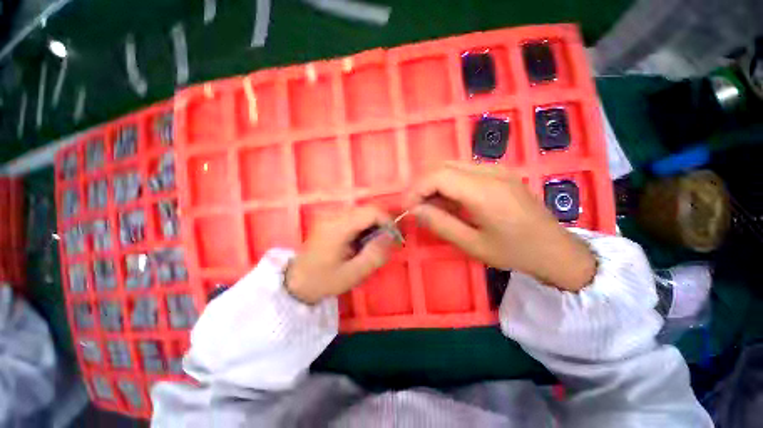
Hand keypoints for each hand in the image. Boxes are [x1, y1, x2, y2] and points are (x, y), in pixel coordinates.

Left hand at [285, 207, 396, 304]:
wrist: (296, 281)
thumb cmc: (324, 280)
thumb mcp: (353, 273)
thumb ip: (375, 254)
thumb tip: (390, 236)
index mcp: (339, 227)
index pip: (371, 211)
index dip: (387, 221)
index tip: (393, 238)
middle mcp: (334, 215)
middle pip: (367, 210)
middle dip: (381, 225)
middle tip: (384, 244)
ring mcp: (331, 216)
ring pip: (362, 213)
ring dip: (373, 226)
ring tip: (372, 246)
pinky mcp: (330, 220)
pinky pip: (354, 218)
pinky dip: (363, 227)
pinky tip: (360, 243)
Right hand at [407, 162, 595, 290]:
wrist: (555, 249)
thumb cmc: (514, 252)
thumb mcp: (472, 244)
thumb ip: (440, 223)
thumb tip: (414, 209)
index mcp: (485, 191)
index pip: (438, 175)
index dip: (416, 189)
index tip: (407, 208)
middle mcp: (490, 172)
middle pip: (442, 165)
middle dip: (422, 185)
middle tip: (417, 207)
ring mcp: (496, 169)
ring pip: (451, 165)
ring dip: (434, 183)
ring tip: (431, 207)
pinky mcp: (498, 172)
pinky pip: (463, 170)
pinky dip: (448, 183)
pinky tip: (450, 202)